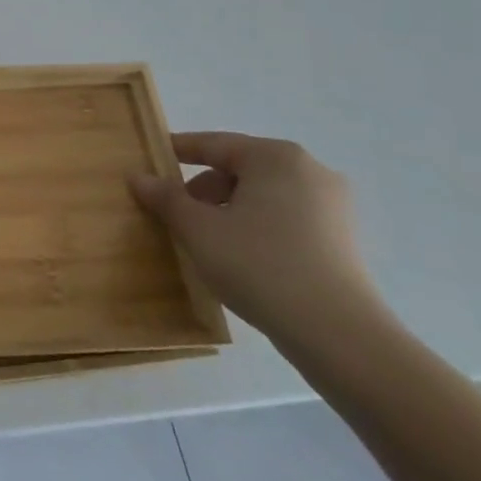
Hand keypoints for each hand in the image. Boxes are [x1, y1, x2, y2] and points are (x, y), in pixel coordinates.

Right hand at [130, 132, 387, 352]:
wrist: (339, 335)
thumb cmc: (260, 265)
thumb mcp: (198, 229)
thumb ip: (165, 198)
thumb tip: (138, 177)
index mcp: (275, 157)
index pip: (213, 144)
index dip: (176, 151)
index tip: (149, 160)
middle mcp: (310, 171)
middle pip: (239, 169)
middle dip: (203, 189)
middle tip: (174, 213)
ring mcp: (332, 206)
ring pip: (262, 196)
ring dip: (228, 210)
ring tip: (204, 240)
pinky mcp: (342, 239)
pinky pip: (284, 219)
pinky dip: (256, 227)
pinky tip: (239, 256)